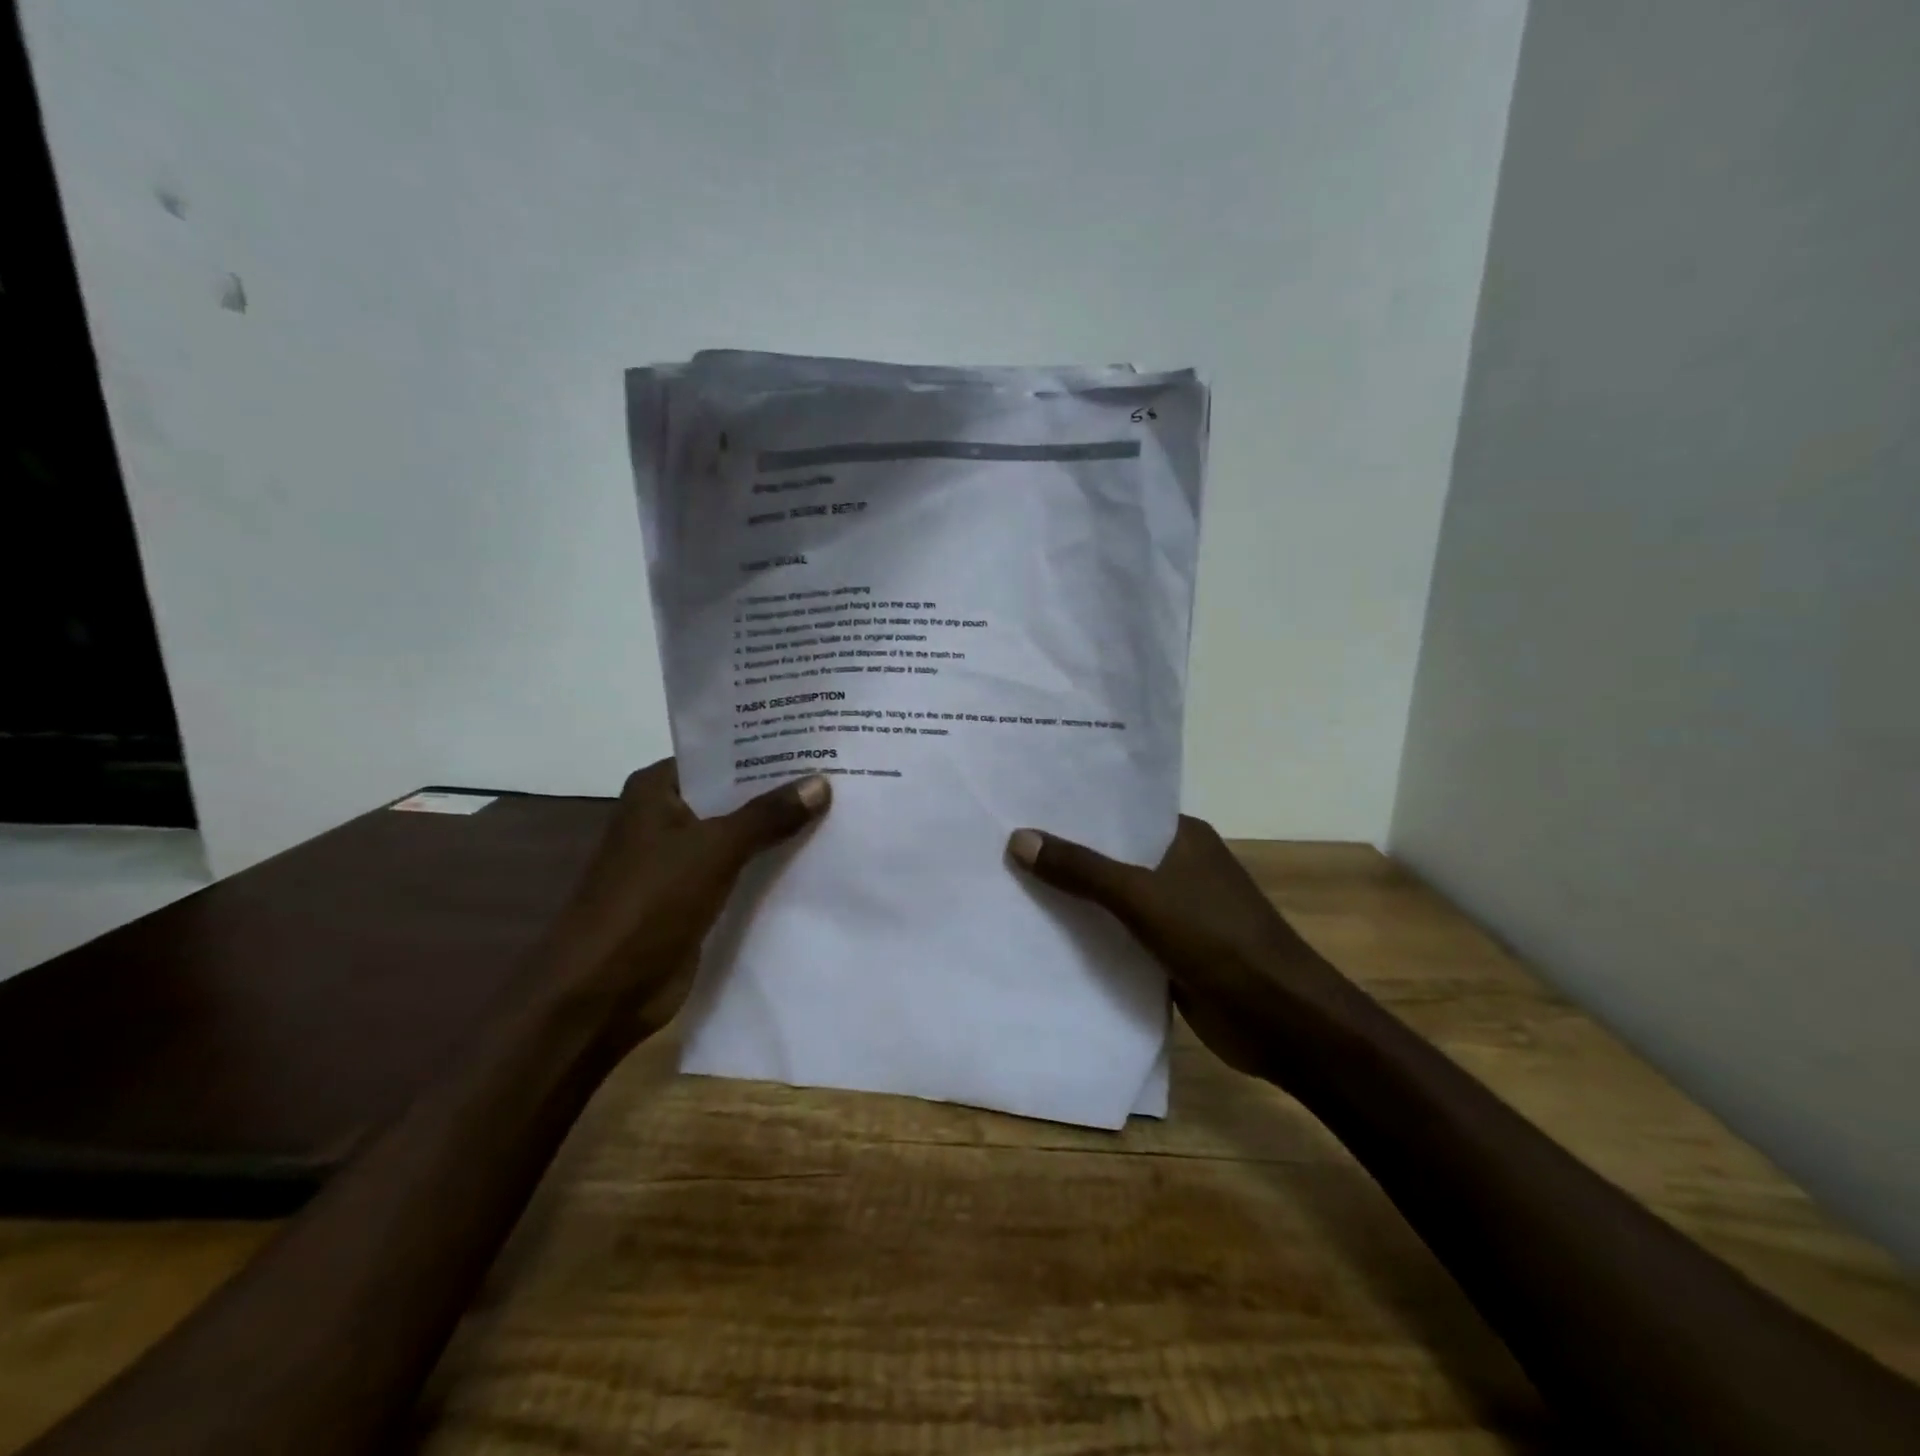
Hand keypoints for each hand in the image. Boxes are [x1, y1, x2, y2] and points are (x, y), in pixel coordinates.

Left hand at [541, 759, 829, 1048]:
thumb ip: (768, 815)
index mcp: (658, 791)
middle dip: (780, 790)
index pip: (720, 755)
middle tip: (839, 773)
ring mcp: (680, 861)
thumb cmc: (649, 902)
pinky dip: (770, 867)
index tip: (816, 739)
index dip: (765, 748)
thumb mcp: (714, 848)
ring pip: (739, 836)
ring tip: (839, 810)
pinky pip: (740, 872)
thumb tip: (820, 781)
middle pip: (733, 795)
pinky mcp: (694, 899)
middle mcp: (667, 818)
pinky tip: (816, 859)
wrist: (602, 992)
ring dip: (778, 831)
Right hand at [1006, 816, 1350, 1077]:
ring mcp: (1176, 911)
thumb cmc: (1216, 939)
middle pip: (1112, 854)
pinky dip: (1090, 935)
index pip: (1120, 810)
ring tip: (1009, 882)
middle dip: (1065, 853)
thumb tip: (1019, 837)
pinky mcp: (1170, 951)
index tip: (1022, 802)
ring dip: (1074, 897)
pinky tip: (1043, 934)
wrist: (1280, 1019)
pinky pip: (1120, 935)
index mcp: (1182, 836)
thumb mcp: (1141, 896)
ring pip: (1113, 897)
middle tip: (1002, 842)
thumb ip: (1082, 869)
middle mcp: (1178, 866)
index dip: (1074, 808)